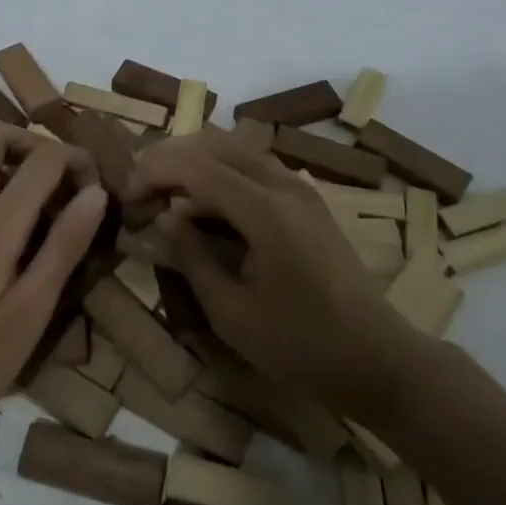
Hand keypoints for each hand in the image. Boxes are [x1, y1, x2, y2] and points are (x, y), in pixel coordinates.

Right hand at [125, 128, 419, 418]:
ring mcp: (300, 189)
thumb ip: (192, 258)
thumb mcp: (232, 313)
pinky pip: (254, 169)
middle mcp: (284, 185)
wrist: (378, 360)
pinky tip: (205, 210)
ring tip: (166, 199)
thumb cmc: (301, 345)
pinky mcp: (308, 202)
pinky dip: (221, 176)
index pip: (195, 167)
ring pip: (236, 151)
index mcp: (265, 210)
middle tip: (141, 194)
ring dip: (195, 165)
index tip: (126, 200)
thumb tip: (166, 219)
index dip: (153, 174)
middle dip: (170, 160)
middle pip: (214, 144)